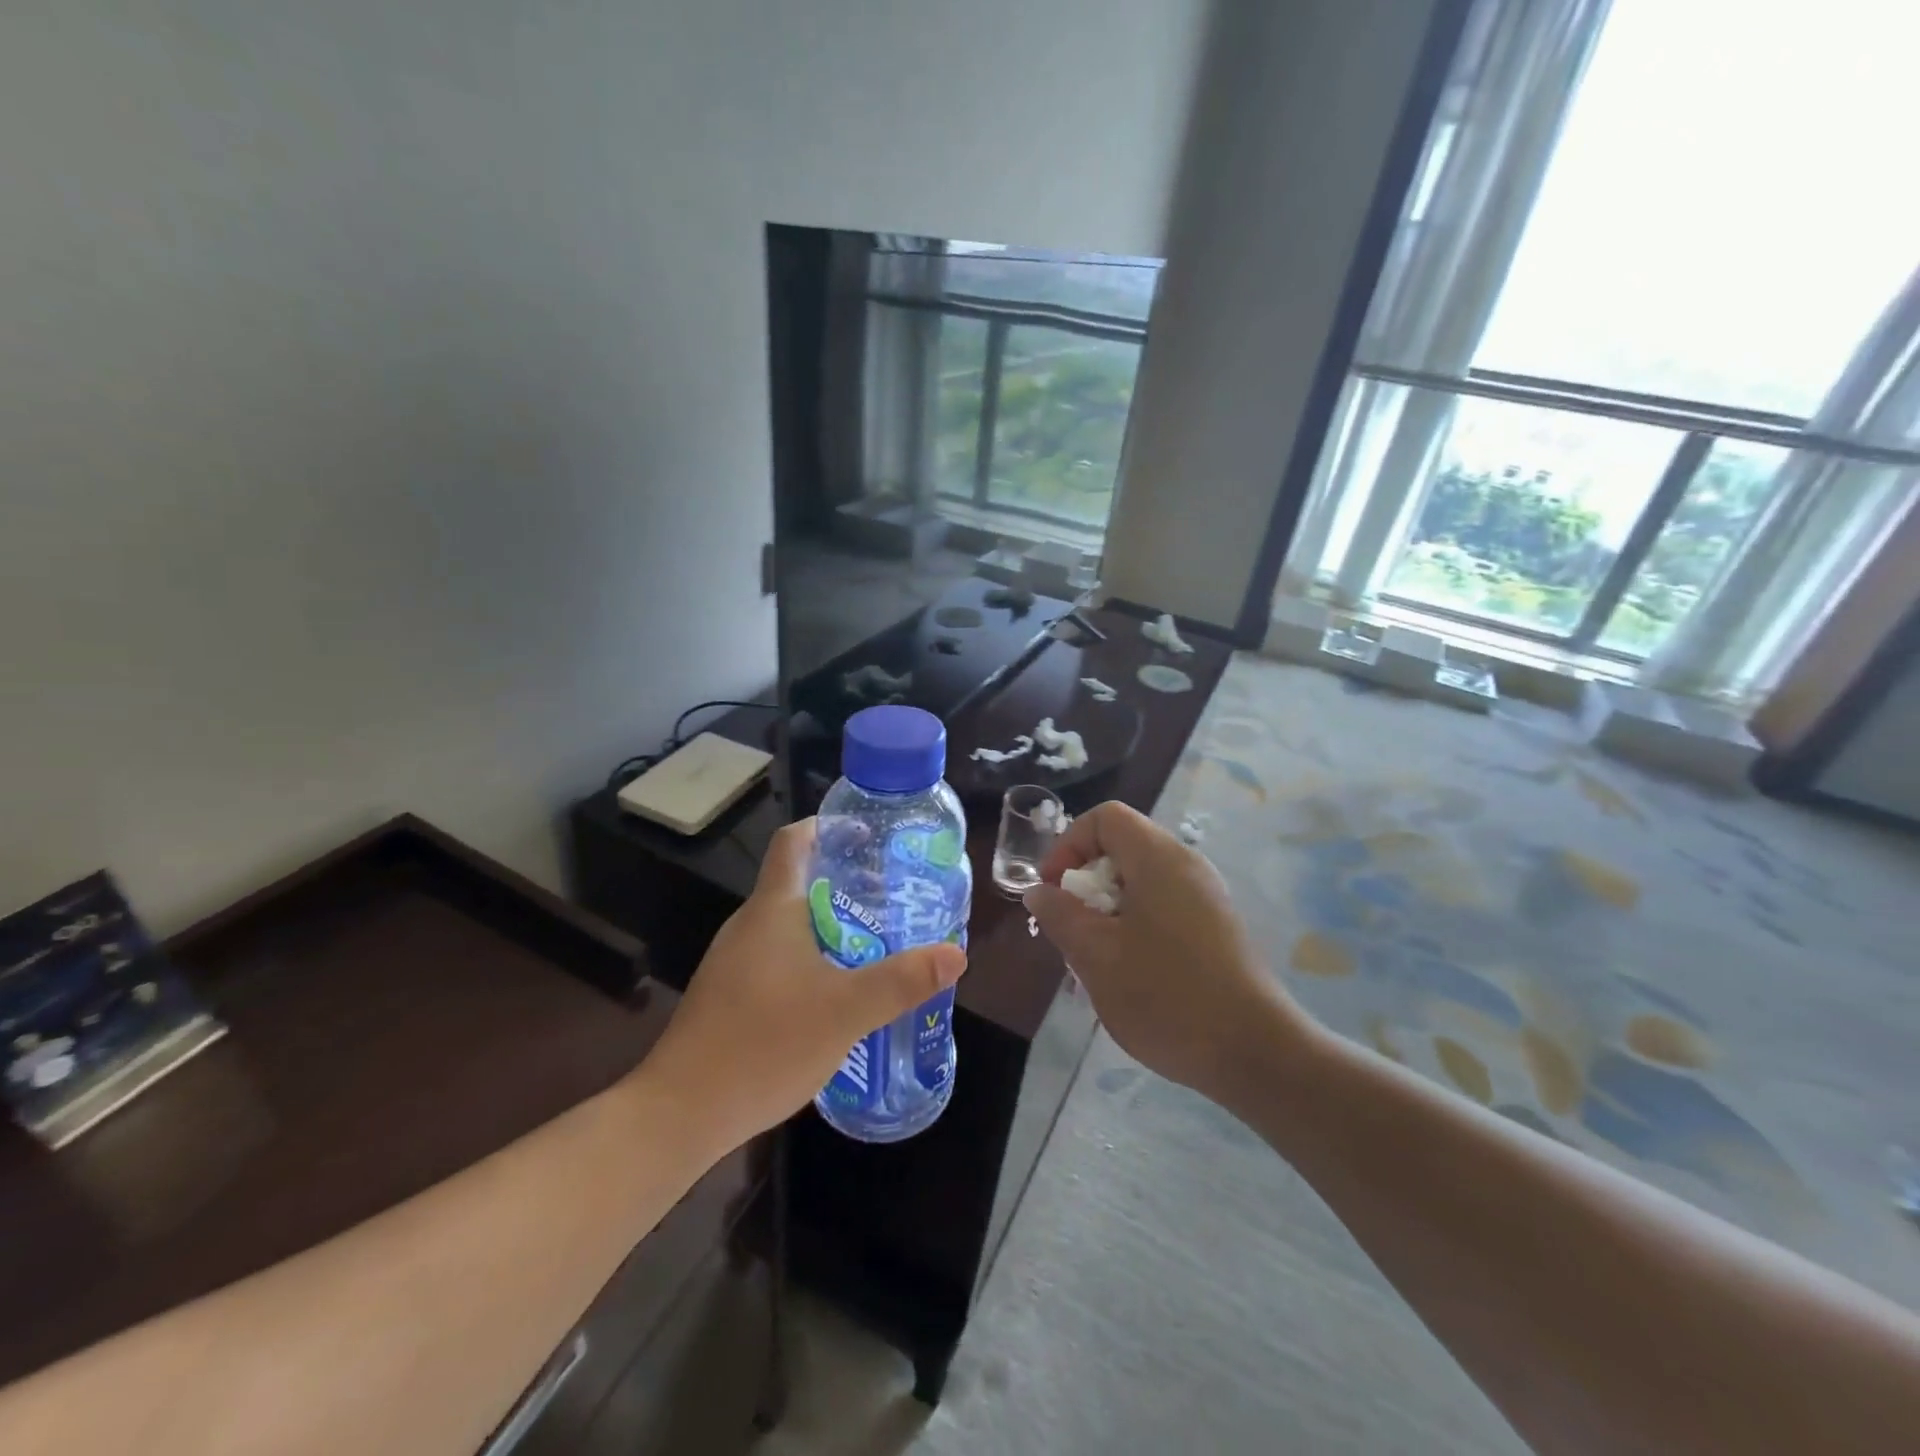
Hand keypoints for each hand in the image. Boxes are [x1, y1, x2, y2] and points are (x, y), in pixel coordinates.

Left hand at [642, 819, 966, 1152]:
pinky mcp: (729, 995)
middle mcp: (749, 925)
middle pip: (798, 882)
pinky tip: (837, 991)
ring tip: (875, 940)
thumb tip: (956, 954)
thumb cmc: (765, 1044)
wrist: (680, 1113)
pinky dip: (811, 957)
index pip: (795, 841)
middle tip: (892, 895)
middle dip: (845, 882)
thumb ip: (902, 980)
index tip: (867, 834)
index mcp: (772, 909)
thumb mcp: (846, 1011)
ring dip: (830, 924)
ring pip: (789, 925)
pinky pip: (777, 958)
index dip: (828, 826)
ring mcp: (734, 962)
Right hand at [1024, 802, 1310, 1103]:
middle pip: (1122, 847)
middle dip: (1086, 883)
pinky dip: (1135, 925)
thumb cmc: (1166, 995)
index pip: (1104, 818)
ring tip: (1096, 958)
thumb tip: (1040, 892)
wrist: (1254, 1052)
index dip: (1068, 844)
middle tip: (1072, 930)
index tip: (1053, 891)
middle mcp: (1187, 865)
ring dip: (1108, 910)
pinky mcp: (1216, 926)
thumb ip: (1061, 916)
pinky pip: (1163, 905)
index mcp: (1158, 858)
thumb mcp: (1096, 956)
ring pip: (1140, 881)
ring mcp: (1206, 896)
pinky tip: (1130, 973)